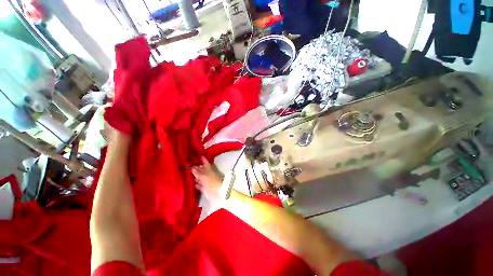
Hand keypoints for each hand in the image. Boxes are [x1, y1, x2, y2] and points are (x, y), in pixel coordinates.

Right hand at [192, 157, 223, 205]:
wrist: (219, 191)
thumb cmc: (211, 181)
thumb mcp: (203, 176)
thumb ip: (197, 172)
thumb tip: (192, 168)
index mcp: (209, 169)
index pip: (205, 162)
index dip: (203, 159)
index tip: (200, 156)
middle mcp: (208, 174)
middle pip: (202, 170)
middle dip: (197, 168)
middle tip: (190, 166)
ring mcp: (208, 181)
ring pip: (201, 177)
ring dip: (196, 176)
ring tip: (190, 174)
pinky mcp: (206, 188)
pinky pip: (201, 185)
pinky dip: (197, 184)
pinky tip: (194, 184)